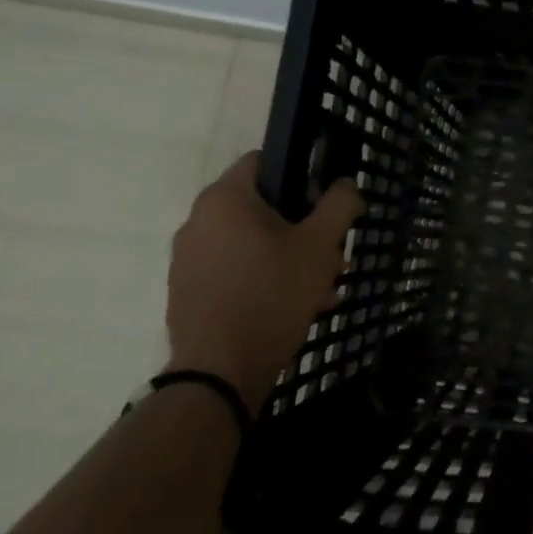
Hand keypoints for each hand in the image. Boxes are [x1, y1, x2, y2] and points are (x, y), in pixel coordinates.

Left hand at [165, 152, 363, 413]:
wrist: (220, 373)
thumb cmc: (272, 295)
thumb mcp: (319, 246)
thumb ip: (338, 205)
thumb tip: (344, 185)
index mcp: (224, 199)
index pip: (263, 160)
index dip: (300, 174)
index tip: (324, 203)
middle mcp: (198, 221)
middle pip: (262, 207)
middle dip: (302, 227)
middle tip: (331, 255)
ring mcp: (188, 259)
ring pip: (251, 243)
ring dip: (288, 257)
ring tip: (320, 288)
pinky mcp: (188, 291)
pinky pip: (234, 271)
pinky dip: (264, 278)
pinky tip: (293, 307)